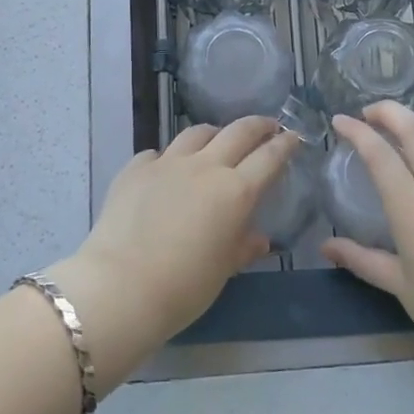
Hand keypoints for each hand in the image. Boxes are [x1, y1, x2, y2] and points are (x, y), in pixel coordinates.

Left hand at [52, 117, 297, 386]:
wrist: (120, 286)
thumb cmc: (183, 287)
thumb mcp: (223, 270)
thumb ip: (243, 247)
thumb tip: (259, 238)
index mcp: (235, 192)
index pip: (269, 157)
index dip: (284, 144)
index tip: (293, 137)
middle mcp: (204, 167)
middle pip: (238, 132)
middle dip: (257, 126)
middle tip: (267, 126)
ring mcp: (167, 163)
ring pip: (197, 133)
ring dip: (214, 134)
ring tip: (218, 141)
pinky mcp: (135, 168)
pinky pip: (158, 153)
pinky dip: (170, 158)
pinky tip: (167, 171)